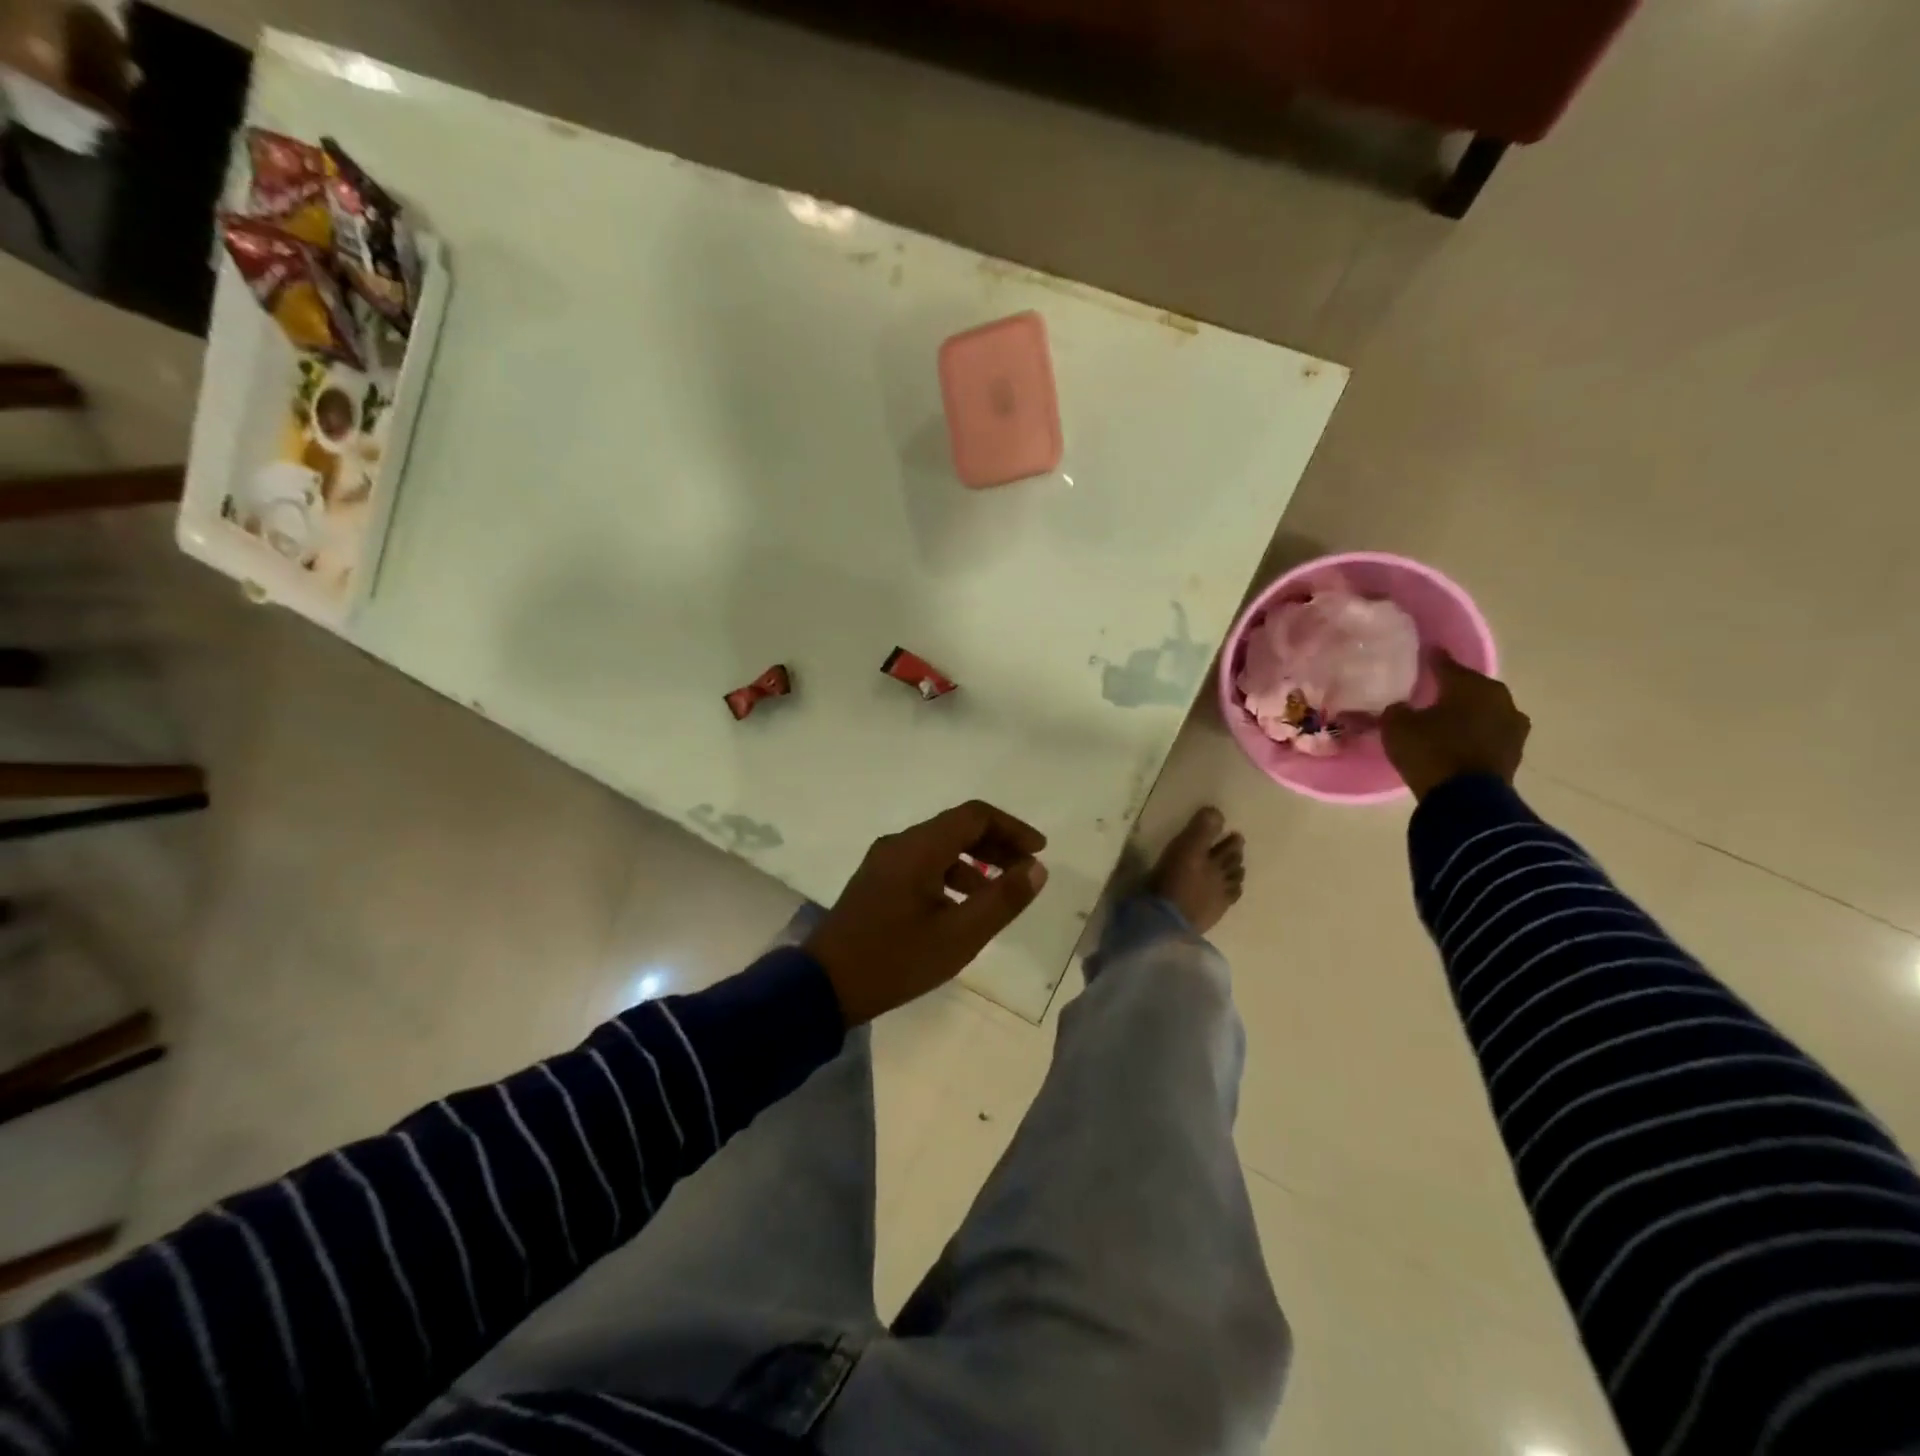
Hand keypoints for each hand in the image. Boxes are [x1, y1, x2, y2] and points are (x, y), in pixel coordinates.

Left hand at [806, 800, 1048, 1025]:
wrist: (824, 986)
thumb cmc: (896, 959)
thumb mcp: (959, 935)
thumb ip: (1002, 899)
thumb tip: (1036, 868)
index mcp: (919, 847)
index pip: (975, 816)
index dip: (1012, 828)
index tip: (1039, 852)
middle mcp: (900, 844)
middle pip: (957, 827)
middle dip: (996, 844)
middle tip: (1025, 871)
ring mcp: (884, 862)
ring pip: (939, 846)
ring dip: (974, 861)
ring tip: (999, 894)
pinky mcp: (876, 882)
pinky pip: (922, 864)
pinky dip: (951, 875)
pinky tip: (962, 906)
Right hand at [1381, 650, 1530, 800]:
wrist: (1465, 798)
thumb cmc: (1430, 751)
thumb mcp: (1397, 726)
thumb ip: (1397, 709)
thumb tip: (1402, 707)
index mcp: (1471, 685)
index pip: (1447, 665)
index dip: (1433, 659)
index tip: (1426, 652)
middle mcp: (1499, 699)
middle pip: (1470, 688)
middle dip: (1453, 690)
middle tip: (1432, 692)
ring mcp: (1512, 727)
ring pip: (1483, 712)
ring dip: (1467, 715)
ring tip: (1446, 721)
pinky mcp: (1514, 753)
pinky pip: (1488, 735)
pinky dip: (1474, 735)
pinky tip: (1458, 741)